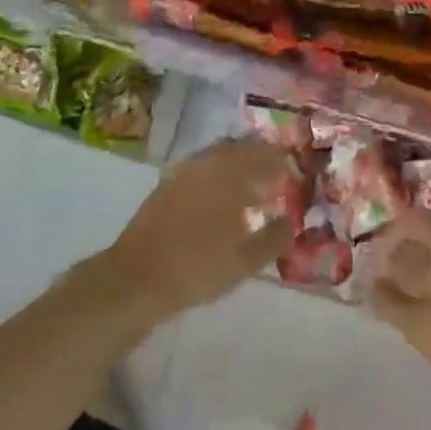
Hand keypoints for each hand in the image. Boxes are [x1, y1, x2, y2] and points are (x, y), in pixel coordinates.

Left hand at [103, 138, 293, 318]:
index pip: (265, 155)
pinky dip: (217, 178)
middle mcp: (206, 164)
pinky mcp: (165, 187)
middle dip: (261, 160)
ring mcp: (182, 173)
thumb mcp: (245, 260)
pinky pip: (201, 171)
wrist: (135, 280)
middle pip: (240, 150)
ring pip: (218, 159)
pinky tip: (221, 202)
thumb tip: (290, 222)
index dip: (283, 163)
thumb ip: (274, 238)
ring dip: (238, 168)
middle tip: (276, 177)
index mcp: (229, 174)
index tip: (295, 175)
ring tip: (252, 191)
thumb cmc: (197, 267)